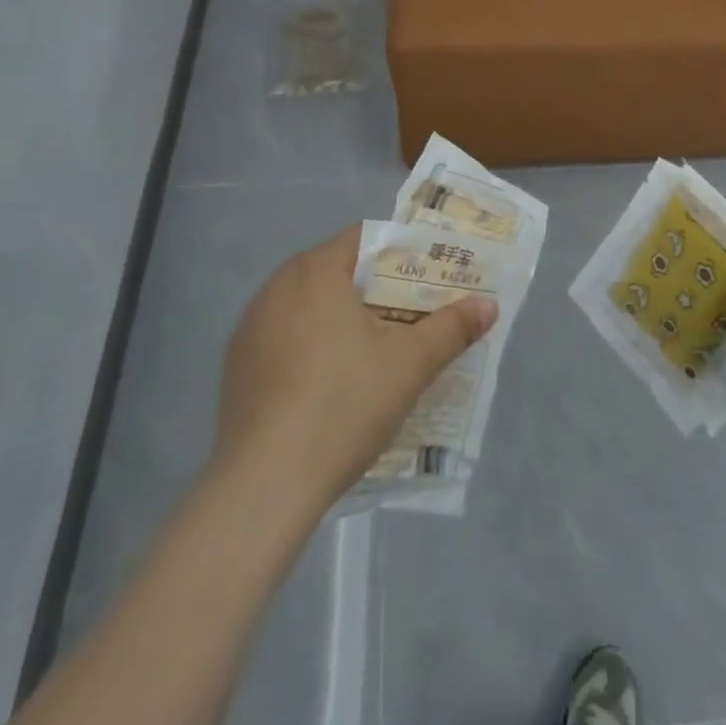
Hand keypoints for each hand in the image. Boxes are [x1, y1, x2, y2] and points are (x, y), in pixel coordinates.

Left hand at [213, 226, 497, 510]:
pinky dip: (313, 346)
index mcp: (315, 270)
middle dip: (378, 289)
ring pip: (311, 305)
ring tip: (379, 350)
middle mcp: (276, 285)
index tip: (430, 278)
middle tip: (414, 315)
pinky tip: (331, 384)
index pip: (366, 238)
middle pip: (339, 271)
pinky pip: (286, 337)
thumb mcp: (409, 366)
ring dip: (344, 318)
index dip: (403, 254)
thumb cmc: (343, 405)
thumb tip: (488, 305)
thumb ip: (451, 328)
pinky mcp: (237, 365)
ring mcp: (251, 326)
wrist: (263, 486)